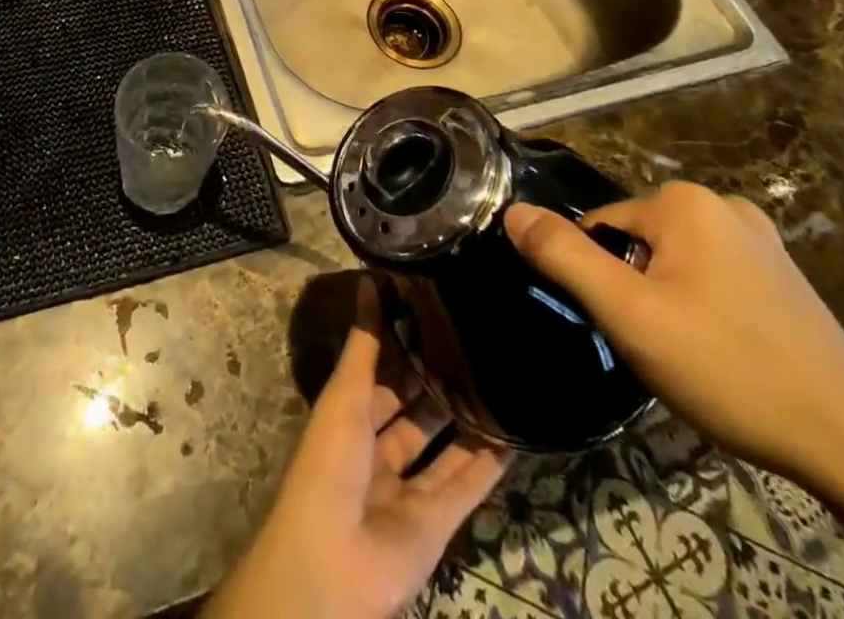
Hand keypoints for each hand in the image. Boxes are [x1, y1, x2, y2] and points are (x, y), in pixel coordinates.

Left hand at [206, 281, 509, 618]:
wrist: (332, 563)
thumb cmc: (329, 462)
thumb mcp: (345, 394)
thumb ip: (364, 343)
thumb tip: (368, 280)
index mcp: (349, 415)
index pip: (380, 371)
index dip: (402, 344)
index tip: (433, 309)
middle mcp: (377, 448)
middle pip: (413, 407)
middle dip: (438, 378)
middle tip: (476, 339)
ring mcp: (407, 488)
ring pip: (443, 445)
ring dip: (467, 417)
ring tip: (500, 376)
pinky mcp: (437, 524)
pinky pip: (465, 487)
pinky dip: (488, 464)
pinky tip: (514, 433)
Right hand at [504, 182, 843, 483]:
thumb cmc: (726, 367)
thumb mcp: (628, 314)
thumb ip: (564, 256)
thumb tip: (512, 211)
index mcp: (684, 202)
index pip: (602, 226)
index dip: (602, 279)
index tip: (623, 325)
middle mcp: (723, 203)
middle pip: (639, 240)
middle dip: (634, 286)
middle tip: (655, 343)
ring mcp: (761, 238)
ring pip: (675, 259)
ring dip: (667, 296)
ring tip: (690, 352)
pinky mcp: (785, 274)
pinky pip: (714, 274)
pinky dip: (704, 303)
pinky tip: (724, 349)